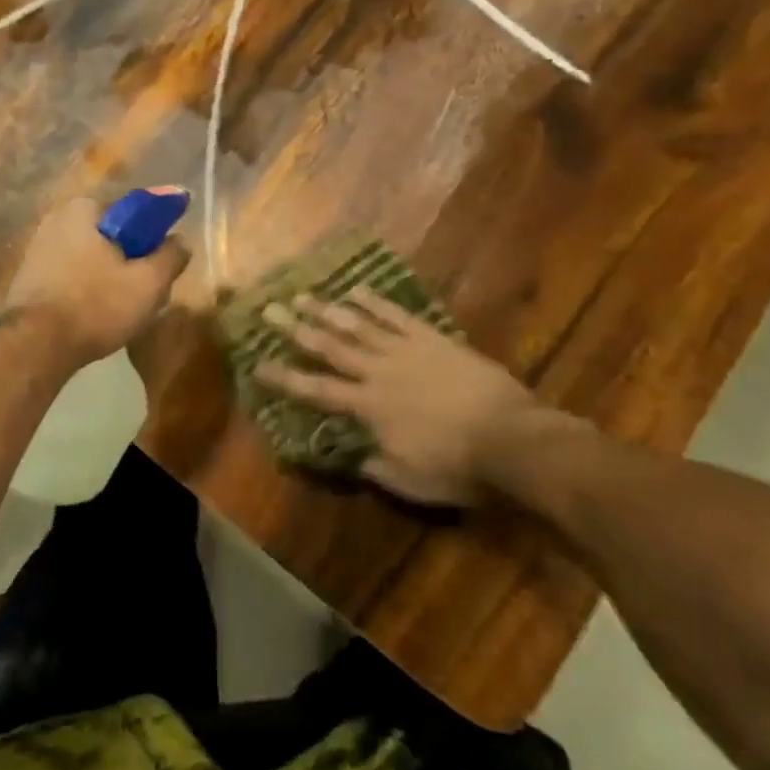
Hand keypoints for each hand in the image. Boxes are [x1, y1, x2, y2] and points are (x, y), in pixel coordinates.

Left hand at [4, 198, 190, 364]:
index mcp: (84, 208)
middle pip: (112, 236)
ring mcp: (38, 248)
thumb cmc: (96, 305)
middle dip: (133, 258)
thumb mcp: (149, 283)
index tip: (167, 258)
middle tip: (150, 289)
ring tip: (126, 308)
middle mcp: (57, 219)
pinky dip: (88, 288)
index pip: (133, 211)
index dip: (156, 234)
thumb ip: (171, 256)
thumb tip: (181, 240)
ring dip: (111, 276)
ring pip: (92, 258)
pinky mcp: (29, 277)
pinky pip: (72, 275)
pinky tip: (98, 314)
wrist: (35, 346)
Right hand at [253, 290, 569, 505]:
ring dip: (327, 310)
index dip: (286, 378)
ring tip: (302, 295)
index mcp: (369, 407)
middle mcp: (378, 372)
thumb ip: (377, 466)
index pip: (317, 390)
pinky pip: (397, 316)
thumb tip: (353, 455)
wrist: (511, 437)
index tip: (258, 365)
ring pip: (358, 325)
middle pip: (330, 347)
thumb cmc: (459, 466)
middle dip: (296, 329)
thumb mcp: (411, 481)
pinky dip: (375, 302)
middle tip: (269, 310)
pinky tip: (357, 289)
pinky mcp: (432, 339)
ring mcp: (405, 351)